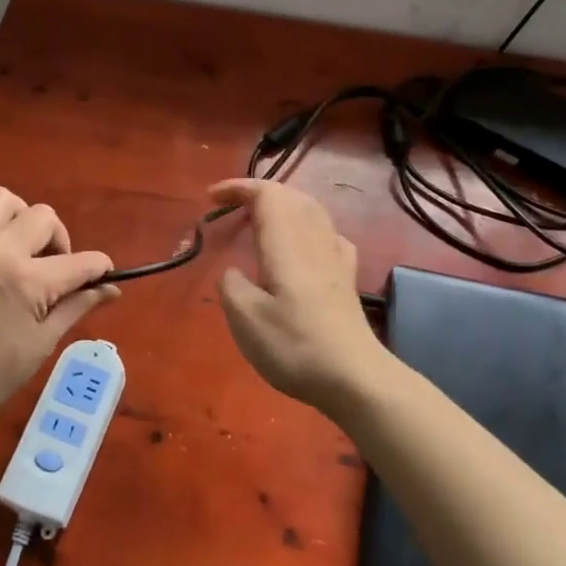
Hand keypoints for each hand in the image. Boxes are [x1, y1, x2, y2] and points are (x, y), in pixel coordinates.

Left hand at [0, 186, 118, 422]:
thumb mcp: (41, 343)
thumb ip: (76, 306)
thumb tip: (111, 290)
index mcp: (26, 280)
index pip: (79, 261)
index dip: (99, 267)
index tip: (102, 274)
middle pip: (43, 215)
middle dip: (58, 238)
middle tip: (52, 267)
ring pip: (1, 200)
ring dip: (20, 219)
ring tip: (19, 249)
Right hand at [211, 178, 388, 417]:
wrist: (354, 377)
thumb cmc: (294, 345)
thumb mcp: (245, 318)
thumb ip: (232, 285)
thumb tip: (233, 272)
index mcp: (286, 242)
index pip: (266, 194)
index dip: (237, 187)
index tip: (211, 199)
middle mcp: (313, 239)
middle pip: (290, 195)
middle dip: (258, 193)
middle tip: (229, 209)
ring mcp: (335, 257)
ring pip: (310, 210)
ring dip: (281, 206)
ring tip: (258, 222)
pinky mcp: (346, 277)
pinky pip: (326, 233)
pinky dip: (306, 226)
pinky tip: (301, 246)